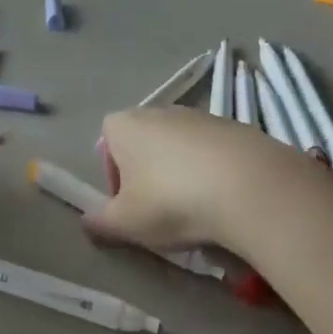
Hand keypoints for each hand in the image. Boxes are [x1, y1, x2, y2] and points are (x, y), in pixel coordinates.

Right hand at [86, 107, 305, 251]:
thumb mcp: (126, 223)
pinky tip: (224, 201)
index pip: (106, 139)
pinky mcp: (233, 127)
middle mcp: (159, 110)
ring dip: (181, 174)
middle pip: (144, 142)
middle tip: (159, 211)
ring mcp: (198, 115)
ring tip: (196, 211)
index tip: (127, 203)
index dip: (112, 172)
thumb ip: (100, 223)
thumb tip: (86, 223)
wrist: (247, 184)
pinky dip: (212, 172)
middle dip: (147, 174)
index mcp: (125, 125)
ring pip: (179, 147)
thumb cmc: (171, 200)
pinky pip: (211, 152)